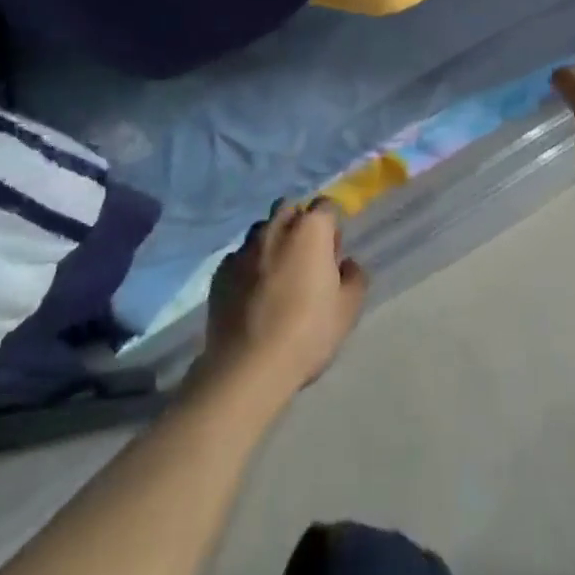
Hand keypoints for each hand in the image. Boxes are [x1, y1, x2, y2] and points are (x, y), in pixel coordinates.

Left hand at [203, 198, 366, 399]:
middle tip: (305, 259)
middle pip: (289, 209)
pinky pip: (240, 258)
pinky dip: (248, 267)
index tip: (332, 253)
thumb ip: (354, 277)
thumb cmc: (307, 333)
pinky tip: (252, 296)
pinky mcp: (221, 272)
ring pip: (262, 231)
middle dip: (298, 225)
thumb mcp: (348, 309)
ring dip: (272, 243)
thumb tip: (345, 264)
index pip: (326, 206)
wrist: (248, 368)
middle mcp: (276, 228)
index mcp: (311, 229)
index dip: (331, 227)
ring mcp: (244, 248)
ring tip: (276, 276)